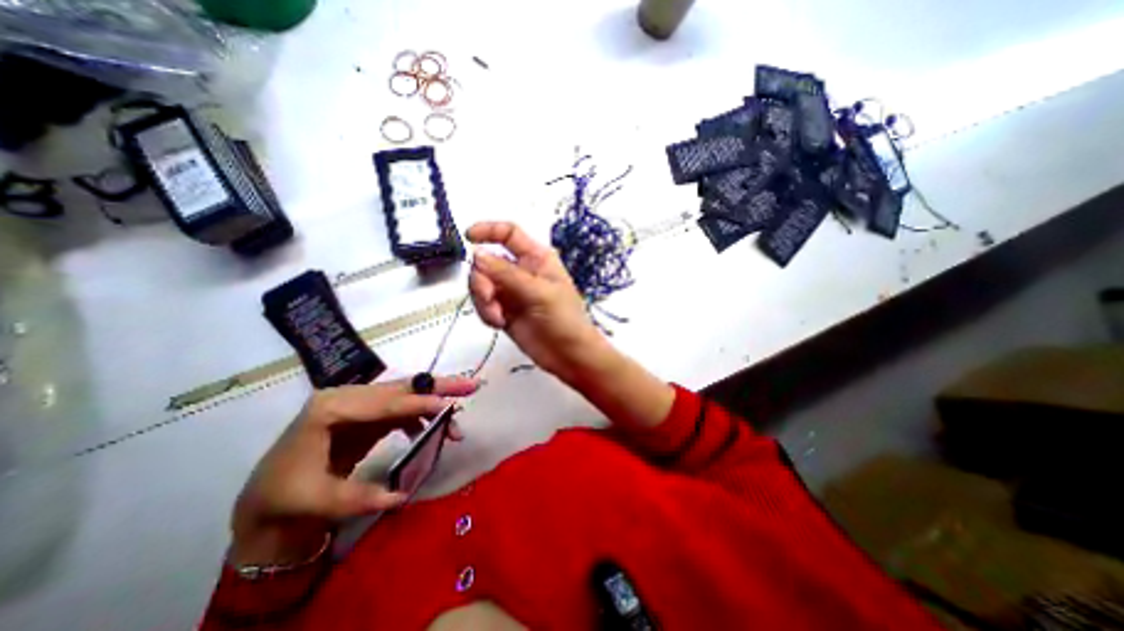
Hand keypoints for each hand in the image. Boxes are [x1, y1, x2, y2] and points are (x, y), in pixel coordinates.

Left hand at [228, 375, 472, 565]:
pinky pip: (403, 410)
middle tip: (471, 386)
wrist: (268, 498)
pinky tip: (434, 429)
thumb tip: (401, 497)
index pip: (384, 403)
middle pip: (402, 388)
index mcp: (330, 408)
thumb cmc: (284, 496)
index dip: (418, 405)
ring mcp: (360, 404)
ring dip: (436, 401)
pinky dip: (422, 416)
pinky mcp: (370, 415)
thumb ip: (359, 498)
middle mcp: (348, 397)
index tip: (448, 407)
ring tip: (461, 408)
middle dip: (439, 387)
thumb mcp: (316, 501)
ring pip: (407, 395)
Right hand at [465, 223, 606, 383]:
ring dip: (483, 300)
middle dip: (482, 280)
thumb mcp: (539, 292)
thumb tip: (476, 255)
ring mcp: (511, 292)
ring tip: (497, 317)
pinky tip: (498, 323)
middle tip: (489, 298)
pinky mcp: (504, 311)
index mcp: (536, 258)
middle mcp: (521, 271)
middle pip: (487, 262)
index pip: (509, 234)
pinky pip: (484, 304)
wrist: (569, 355)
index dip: (488, 231)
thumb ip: (507, 274)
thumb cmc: (564, 319)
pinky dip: (485, 312)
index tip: (468, 238)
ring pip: (481, 284)